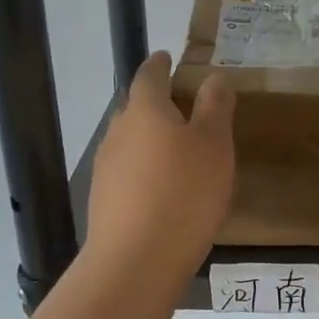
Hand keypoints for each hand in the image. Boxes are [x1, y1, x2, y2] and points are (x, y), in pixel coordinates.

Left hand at [87, 52, 235, 273]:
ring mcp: (105, 168)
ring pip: (131, 143)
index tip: (167, 57)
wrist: (135, 261)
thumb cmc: (184, 193)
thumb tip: (213, 77)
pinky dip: (146, 173)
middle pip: (137, 109)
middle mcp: (118, 132)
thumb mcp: (214, 145)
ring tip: (179, 155)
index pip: (149, 75)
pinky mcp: (104, 201)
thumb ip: (215, 107)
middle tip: (187, 110)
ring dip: (152, 142)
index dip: (160, 64)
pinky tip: (164, 193)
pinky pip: (129, 174)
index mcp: (144, 110)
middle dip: (159, 106)